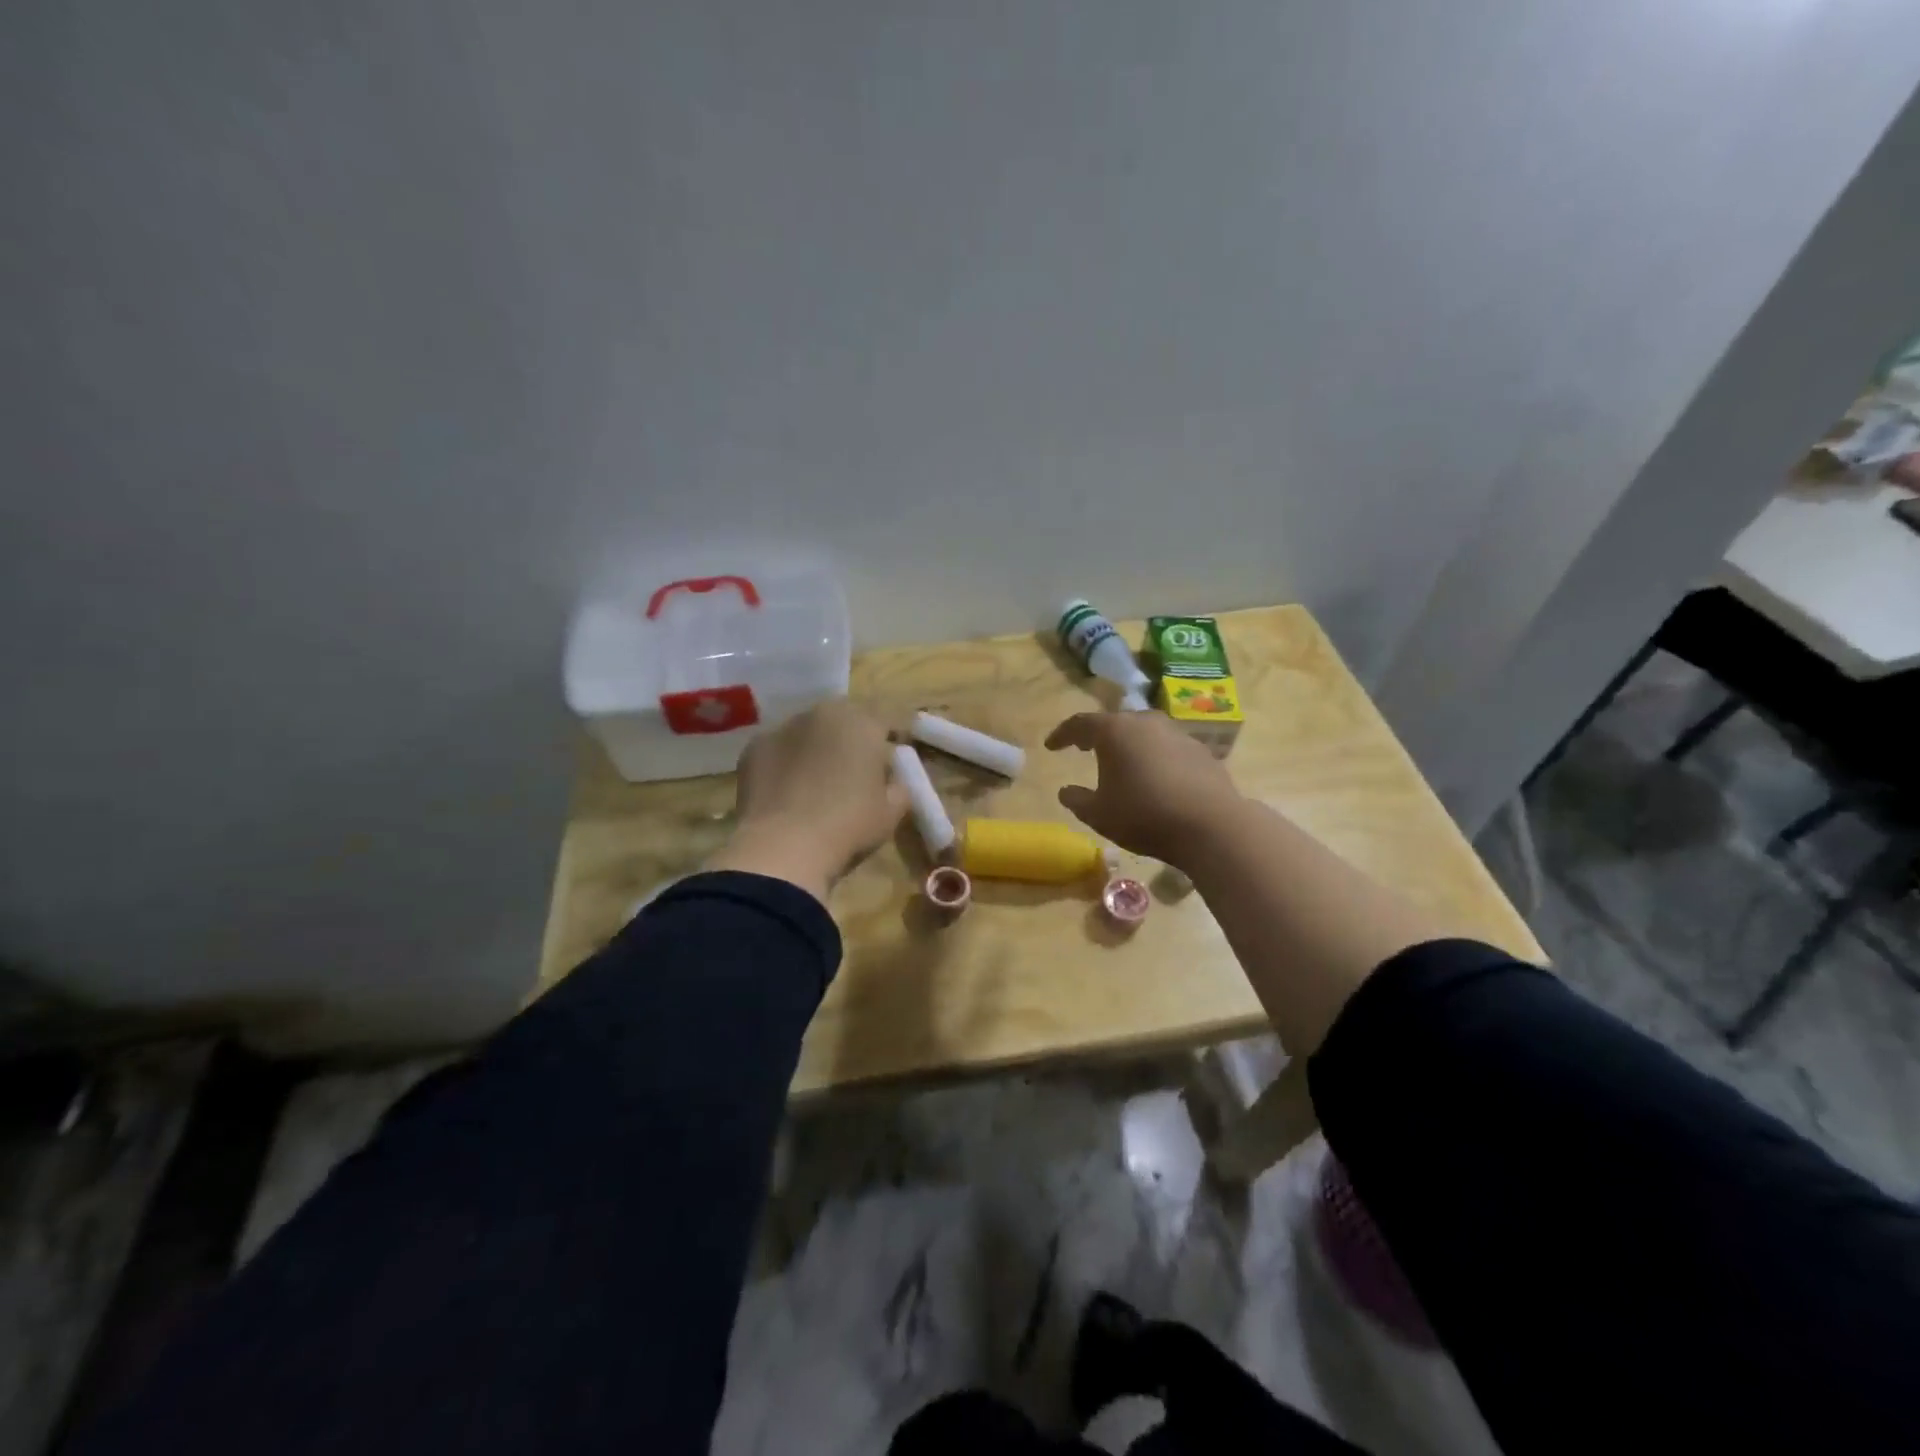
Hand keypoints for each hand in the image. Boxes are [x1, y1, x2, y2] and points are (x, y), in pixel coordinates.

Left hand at [707, 700, 908, 902]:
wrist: (783, 847)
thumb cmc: (849, 825)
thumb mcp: (891, 812)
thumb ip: (898, 786)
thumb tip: (892, 779)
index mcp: (863, 723)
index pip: (888, 718)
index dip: (894, 734)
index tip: (896, 752)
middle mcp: (823, 713)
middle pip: (845, 718)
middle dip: (853, 736)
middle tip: (856, 766)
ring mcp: (784, 727)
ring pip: (809, 730)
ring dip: (817, 746)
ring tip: (817, 780)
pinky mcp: (754, 747)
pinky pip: (779, 749)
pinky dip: (786, 762)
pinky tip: (786, 791)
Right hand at [1044, 711, 1241, 864]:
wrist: (1211, 825)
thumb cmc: (1144, 815)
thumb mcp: (1099, 814)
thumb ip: (1077, 800)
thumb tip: (1065, 791)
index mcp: (1115, 731)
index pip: (1080, 724)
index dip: (1062, 735)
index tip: (1051, 746)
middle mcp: (1146, 722)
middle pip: (1115, 722)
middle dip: (1097, 735)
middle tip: (1085, 748)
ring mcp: (1177, 733)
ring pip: (1144, 733)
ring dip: (1129, 745)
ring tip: (1121, 763)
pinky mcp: (1201, 751)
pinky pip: (1167, 748)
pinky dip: (1155, 757)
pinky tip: (1155, 778)